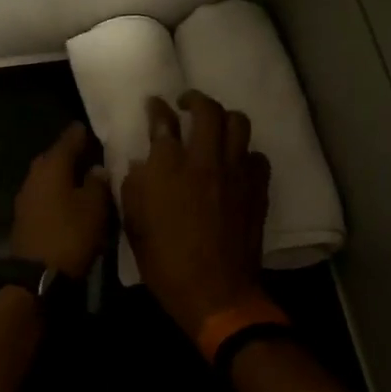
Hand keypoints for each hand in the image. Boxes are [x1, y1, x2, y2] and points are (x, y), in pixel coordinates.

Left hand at [11, 122, 111, 278]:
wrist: (38, 276)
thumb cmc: (71, 235)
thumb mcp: (95, 207)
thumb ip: (98, 183)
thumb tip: (97, 168)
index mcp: (52, 166)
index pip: (68, 139)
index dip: (80, 133)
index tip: (91, 128)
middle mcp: (35, 175)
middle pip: (54, 157)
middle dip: (70, 154)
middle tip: (89, 151)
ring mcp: (26, 197)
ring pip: (47, 176)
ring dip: (62, 175)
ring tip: (83, 176)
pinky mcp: (25, 217)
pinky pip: (44, 195)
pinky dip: (57, 192)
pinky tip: (69, 199)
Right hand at [122, 92, 270, 337]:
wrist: (214, 292)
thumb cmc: (164, 261)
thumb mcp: (133, 222)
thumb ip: (135, 185)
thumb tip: (143, 164)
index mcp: (168, 167)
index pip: (163, 121)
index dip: (157, 108)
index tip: (154, 105)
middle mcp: (204, 161)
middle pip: (207, 111)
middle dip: (195, 100)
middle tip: (186, 105)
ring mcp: (235, 173)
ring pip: (238, 124)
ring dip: (224, 119)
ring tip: (214, 127)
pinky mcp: (257, 190)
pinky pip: (256, 156)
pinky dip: (245, 153)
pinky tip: (235, 163)